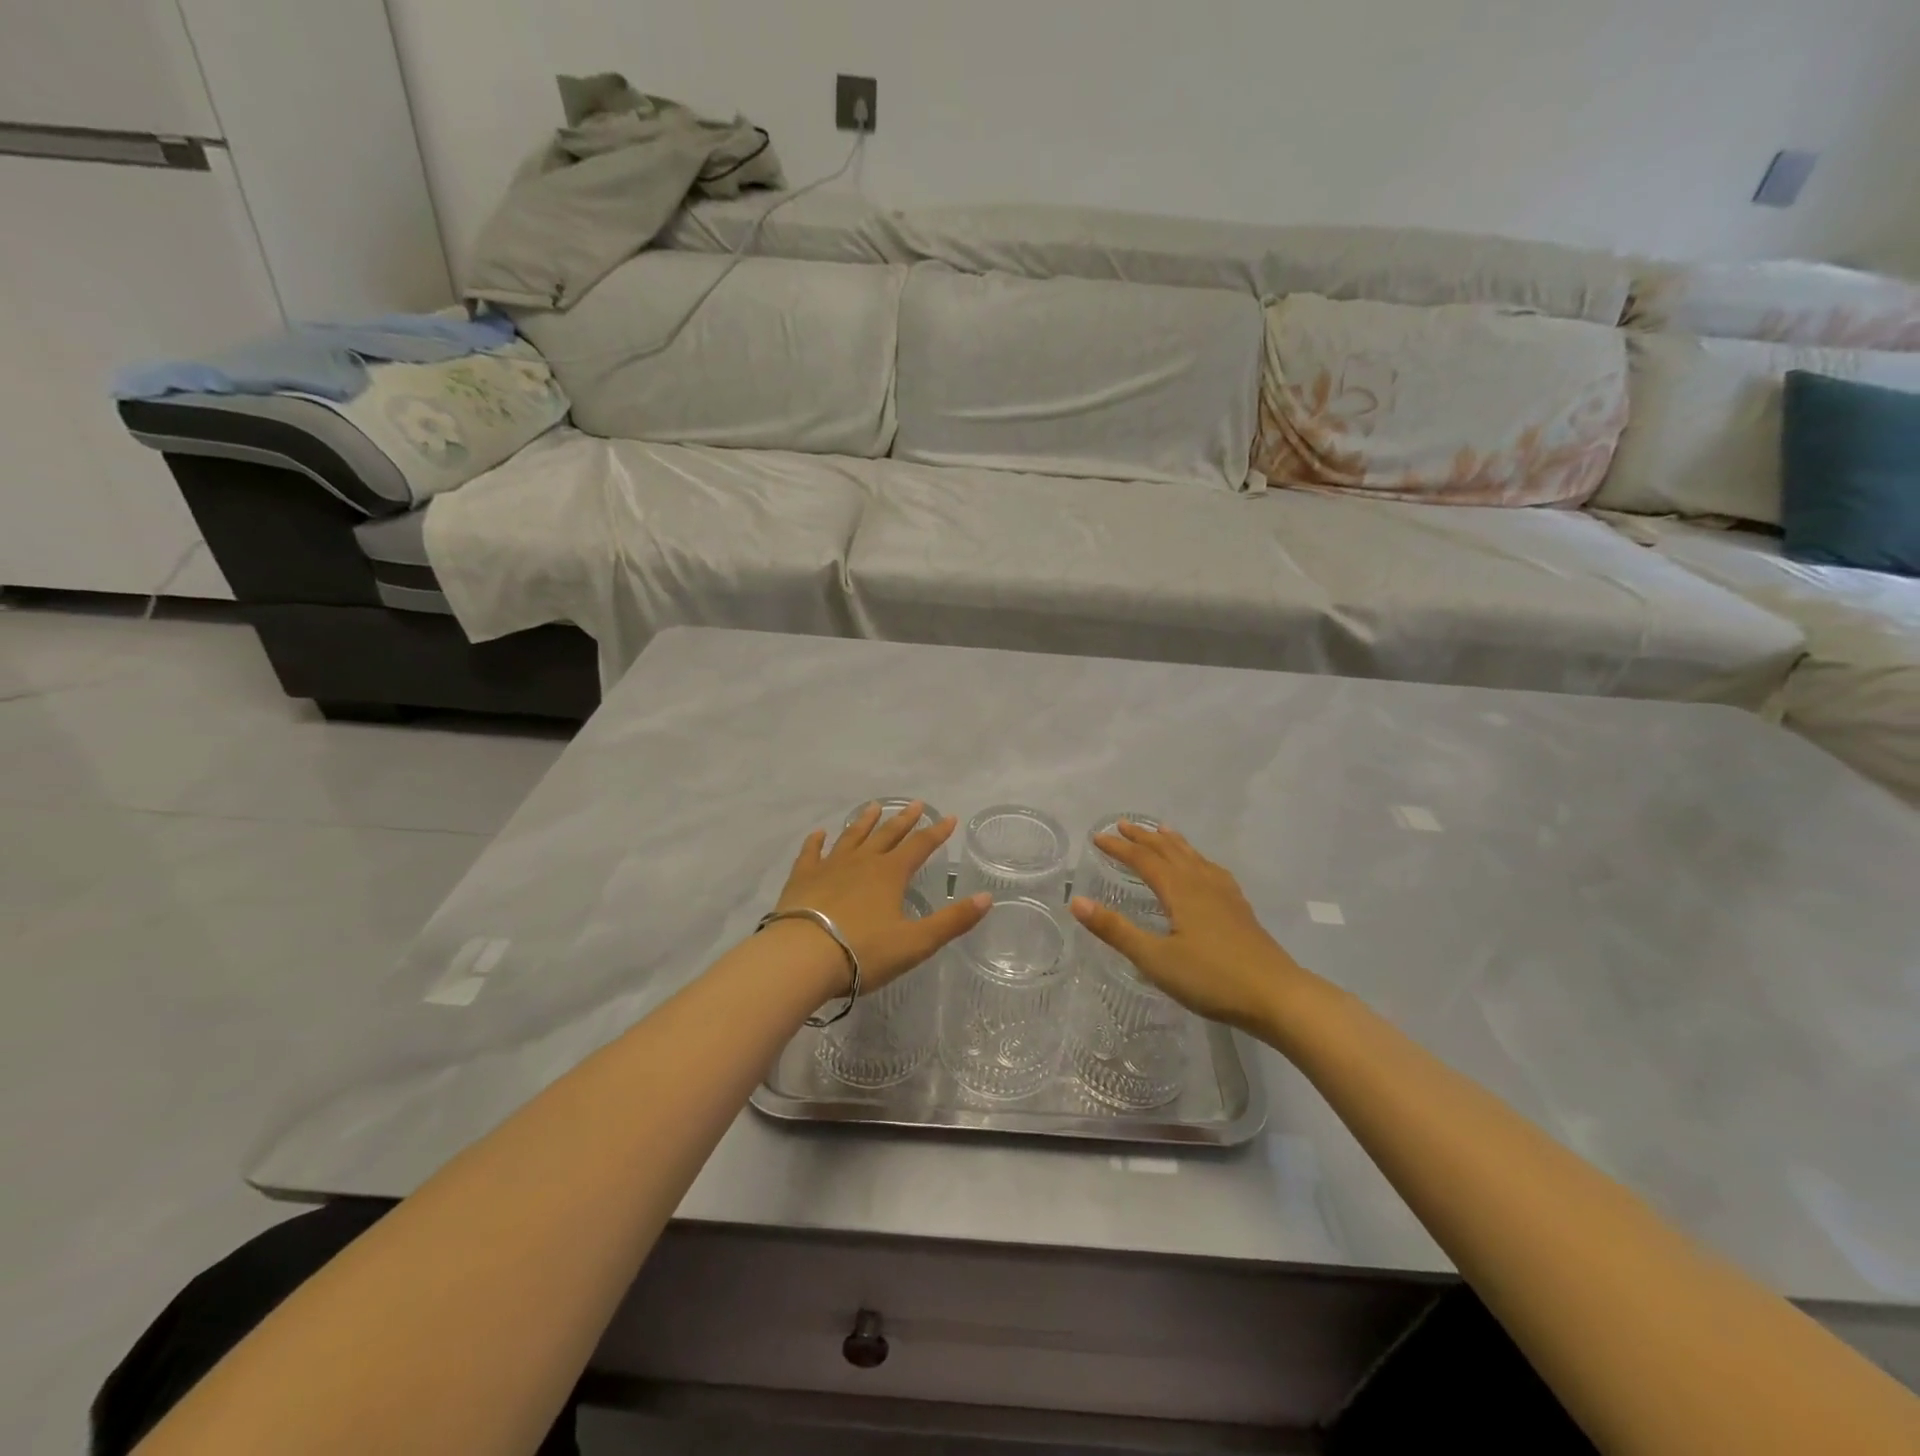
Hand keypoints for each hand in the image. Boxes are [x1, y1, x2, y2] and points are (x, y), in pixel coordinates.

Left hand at [775, 801, 990, 994]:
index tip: (949, 818)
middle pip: (887, 835)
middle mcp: (862, 862)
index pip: (920, 846)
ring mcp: (829, 867)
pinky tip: (819, 834)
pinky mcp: (802, 878)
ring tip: (873, 807)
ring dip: (864, 822)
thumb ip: (952, 921)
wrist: (802, 957)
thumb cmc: (863, 952)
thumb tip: (987, 897)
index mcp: (891, 874)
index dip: (936, 832)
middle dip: (904, 820)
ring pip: (851, 837)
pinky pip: (811, 853)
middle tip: (915, 804)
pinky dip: (816, 842)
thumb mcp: (916, 942)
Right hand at [1070, 822, 1311, 1034]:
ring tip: (1162, 830)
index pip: (1143, 860)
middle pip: (1169, 851)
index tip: (1097, 837)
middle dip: (1145, 837)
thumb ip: (1116, 930)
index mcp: (1180, 890)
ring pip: (1194, 857)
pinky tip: (1204, 869)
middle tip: (1124, 825)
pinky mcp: (1240, 910)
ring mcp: (1225, 895)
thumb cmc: (1211, 978)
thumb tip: (1075, 901)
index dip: (1119, 847)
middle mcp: (1202, 883)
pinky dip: (1198, 859)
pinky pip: (1212, 870)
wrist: (1276, 996)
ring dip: (1172, 842)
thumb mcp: (1155, 959)